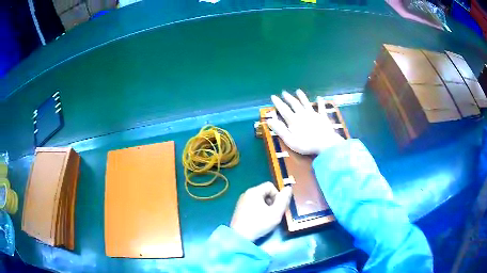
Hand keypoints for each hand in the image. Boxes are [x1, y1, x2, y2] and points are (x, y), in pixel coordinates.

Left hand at [230, 182, 291, 240]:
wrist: (240, 236)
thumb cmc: (259, 224)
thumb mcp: (276, 213)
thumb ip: (283, 200)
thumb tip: (289, 188)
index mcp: (254, 191)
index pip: (270, 186)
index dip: (277, 195)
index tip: (278, 207)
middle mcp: (246, 193)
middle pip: (264, 192)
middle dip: (272, 201)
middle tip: (273, 214)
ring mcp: (241, 201)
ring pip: (259, 199)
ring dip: (266, 206)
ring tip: (266, 218)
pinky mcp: (239, 209)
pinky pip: (252, 204)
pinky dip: (258, 210)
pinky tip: (258, 220)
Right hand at [268, 90, 343, 154]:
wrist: (325, 144)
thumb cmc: (306, 145)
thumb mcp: (290, 140)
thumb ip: (280, 130)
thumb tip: (269, 120)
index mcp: (293, 120)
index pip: (284, 109)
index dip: (278, 102)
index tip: (273, 96)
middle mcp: (302, 114)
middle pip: (294, 104)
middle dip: (288, 98)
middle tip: (284, 92)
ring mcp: (313, 114)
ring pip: (306, 103)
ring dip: (302, 97)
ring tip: (298, 91)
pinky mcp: (323, 117)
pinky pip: (321, 108)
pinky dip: (320, 102)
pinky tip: (319, 97)